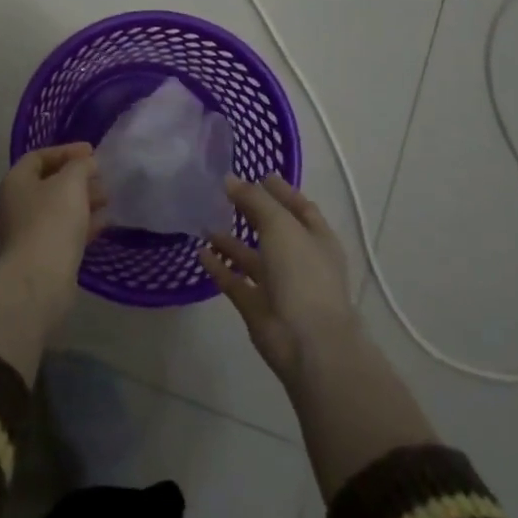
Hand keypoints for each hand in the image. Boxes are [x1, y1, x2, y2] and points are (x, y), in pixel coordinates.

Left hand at [0, 143, 107, 323]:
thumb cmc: (52, 219)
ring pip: (58, 208)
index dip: (66, 151)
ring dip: (83, 201)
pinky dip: (82, 223)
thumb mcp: (71, 182)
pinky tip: (104, 223)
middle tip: (102, 177)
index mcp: (15, 181)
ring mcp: (26, 231)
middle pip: (49, 183)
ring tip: (108, 199)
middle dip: (78, 177)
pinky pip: (63, 231)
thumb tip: (87, 164)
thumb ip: (81, 165)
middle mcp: (16, 204)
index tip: (92, 152)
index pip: (39, 156)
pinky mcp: (41, 254)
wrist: (41, 277)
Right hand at [200, 175, 357, 383]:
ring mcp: (279, 286)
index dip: (281, 191)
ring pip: (252, 257)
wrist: (307, 342)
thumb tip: (230, 179)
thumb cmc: (302, 275)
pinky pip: (235, 281)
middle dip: (252, 212)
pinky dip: (220, 267)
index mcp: (317, 239)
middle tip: (224, 194)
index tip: (259, 174)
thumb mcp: (280, 226)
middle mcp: (300, 260)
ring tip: (205, 222)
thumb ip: (255, 200)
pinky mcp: (258, 307)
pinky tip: (200, 253)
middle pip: (274, 230)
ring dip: (231, 241)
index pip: (299, 208)